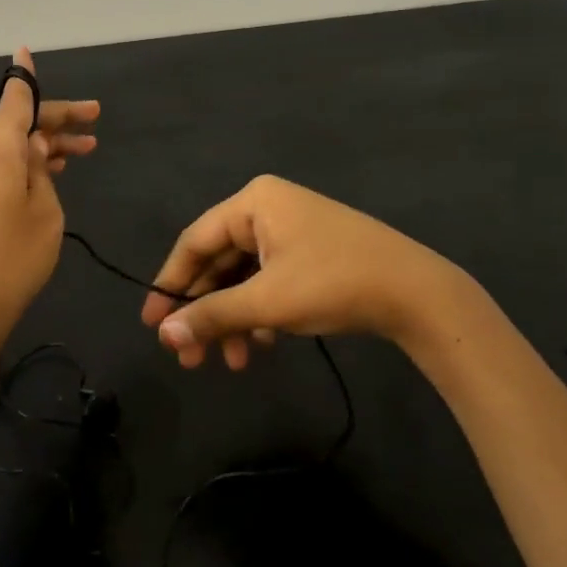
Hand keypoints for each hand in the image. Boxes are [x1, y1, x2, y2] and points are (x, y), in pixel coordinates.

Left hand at [0, 47, 98, 349]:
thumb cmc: (12, 258)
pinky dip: (26, 163)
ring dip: (45, 144)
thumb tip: (34, 146)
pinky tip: (52, 171)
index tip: (28, 53)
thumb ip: (42, 170)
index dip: (28, 79)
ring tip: (86, 149)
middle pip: (16, 123)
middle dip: (56, 120)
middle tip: (95, 120)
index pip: (15, 100)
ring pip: (10, 146)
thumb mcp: (45, 210)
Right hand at [140, 175, 471, 369]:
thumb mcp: (267, 302)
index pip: (195, 242)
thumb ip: (213, 316)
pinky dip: (260, 314)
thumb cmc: (332, 283)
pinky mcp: (309, 253)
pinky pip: (269, 281)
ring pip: (244, 277)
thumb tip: (164, 335)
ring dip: (233, 320)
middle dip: (206, 312)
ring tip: (231, 364)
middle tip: (188, 357)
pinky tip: (262, 347)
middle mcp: (268, 209)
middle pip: (219, 262)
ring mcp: (291, 230)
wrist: (415, 292)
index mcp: (253, 203)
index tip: (151, 324)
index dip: (170, 284)